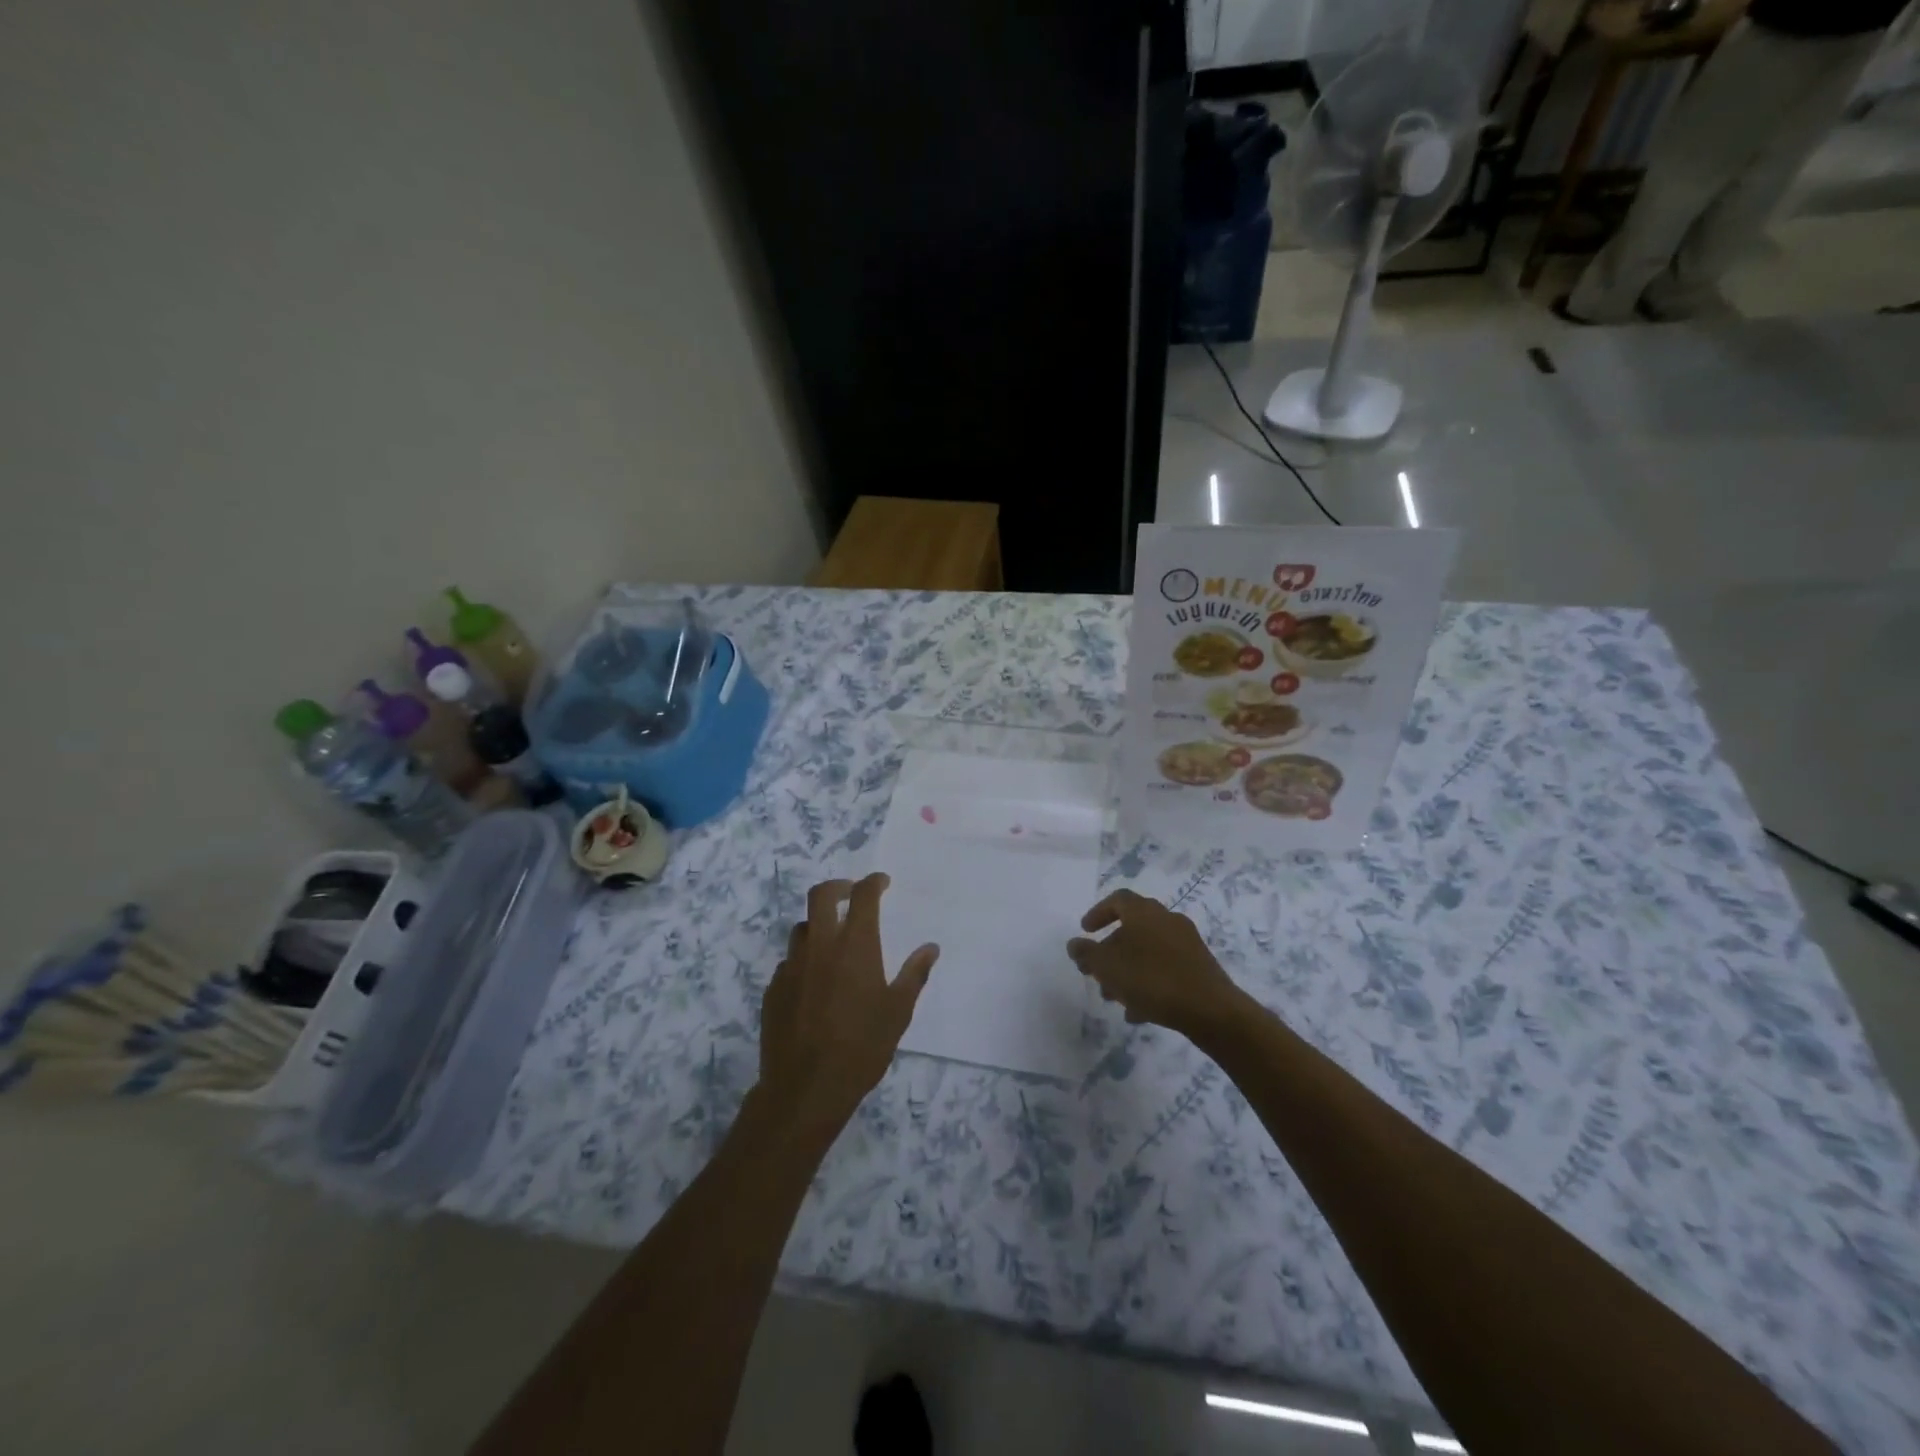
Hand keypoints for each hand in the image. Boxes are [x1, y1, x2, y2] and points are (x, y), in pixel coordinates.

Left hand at [757, 875, 937, 1135]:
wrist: (805, 1088)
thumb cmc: (861, 1048)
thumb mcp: (898, 1012)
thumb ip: (914, 975)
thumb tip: (930, 948)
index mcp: (855, 945)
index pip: (863, 896)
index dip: (873, 882)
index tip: (881, 883)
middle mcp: (821, 945)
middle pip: (821, 895)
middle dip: (838, 887)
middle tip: (851, 894)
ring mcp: (792, 965)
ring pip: (802, 928)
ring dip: (819, 924)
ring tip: (833, 941)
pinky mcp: (774, 988)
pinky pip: (789, 961)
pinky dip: (804, 959)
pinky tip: (814, 982)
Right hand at [1068, 890, 1247, 1040]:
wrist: (1210, 1009)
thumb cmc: (1151, 979)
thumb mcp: (1107, 967)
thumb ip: (1086, 954)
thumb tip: (1074, 944)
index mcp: (1144, 912)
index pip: (1117, 900)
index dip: (1098, 913)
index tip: (1085, 931)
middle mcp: (1167, 919)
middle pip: (1132, 928)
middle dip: (1111, 950)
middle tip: (1097, 971)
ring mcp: (1187, 942)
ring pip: (1148, 951)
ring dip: (1128, 969)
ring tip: (1115, 997)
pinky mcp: (1199, 966)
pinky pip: (1165, 968)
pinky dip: (1148, 982)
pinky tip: (1139, 1010)